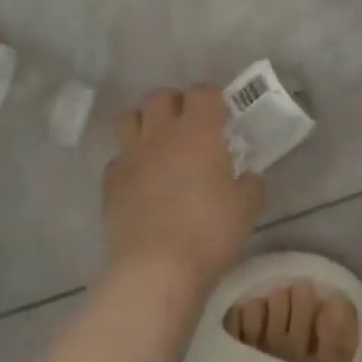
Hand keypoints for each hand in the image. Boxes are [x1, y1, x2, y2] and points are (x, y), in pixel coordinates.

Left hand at [103, 85, 263, 294]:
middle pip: (160, 96)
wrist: (156, 268)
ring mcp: (130, 155)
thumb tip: (249, 176)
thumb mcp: (246, 209)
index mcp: (197, 131)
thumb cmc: (208, 232)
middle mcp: (160, 133)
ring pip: (129, 118)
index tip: (221, 114)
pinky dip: (129, 162)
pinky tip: (140, 181)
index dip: (212, 98)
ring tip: (158, 144)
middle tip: (188, 125)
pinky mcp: (110, 181)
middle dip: (174, 103)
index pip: (203, 92)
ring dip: (143, 123)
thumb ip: (251, 184)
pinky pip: (118, 158)